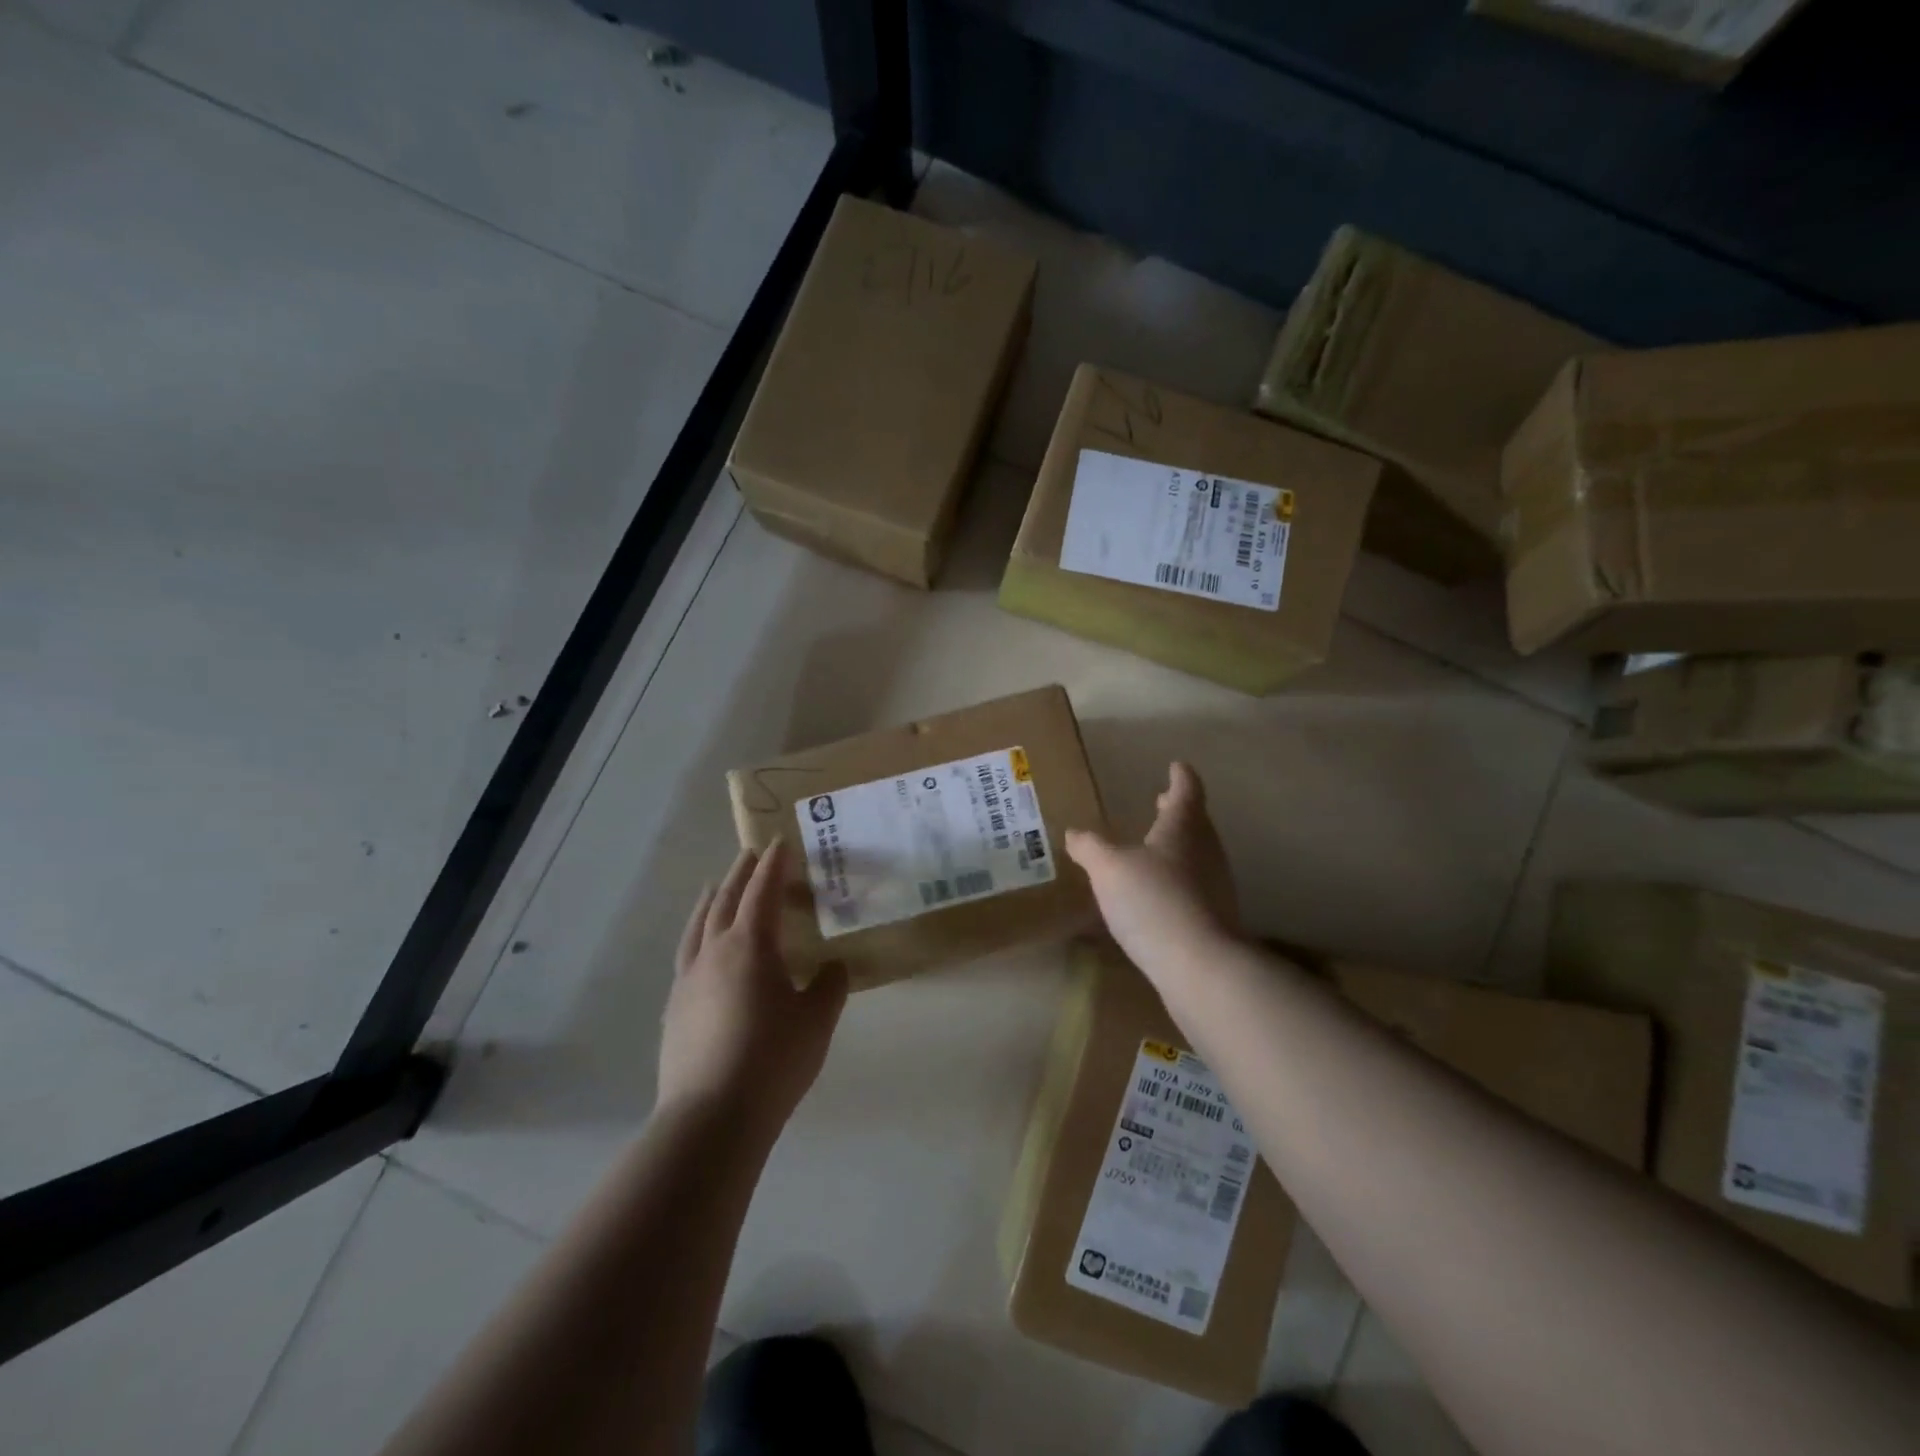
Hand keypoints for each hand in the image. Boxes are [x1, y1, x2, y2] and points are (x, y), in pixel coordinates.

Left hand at [657, 841, 846, 1139]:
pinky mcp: (674, 1008)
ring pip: (698, 925)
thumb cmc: (773, 1060)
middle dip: (740, 873)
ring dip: (711, 899)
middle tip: (751, 854)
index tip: (780, 842)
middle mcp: (714, 952)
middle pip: (725, 900)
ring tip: (715, 886)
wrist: (711, 1116)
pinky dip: (697, 935)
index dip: (773, 865)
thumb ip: (829, 986)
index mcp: (751, 945)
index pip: (762, 891)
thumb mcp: (817, 1020)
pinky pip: (686, 954)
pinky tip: (701, 949)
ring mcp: (688, 980)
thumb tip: (832, 967)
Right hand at [1065, 762, 1242, 986]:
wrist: (1199, 966)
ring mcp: (1215, 885)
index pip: (1187, 790)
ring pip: (1196, 853)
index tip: (1175, 766)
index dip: (1180, 776)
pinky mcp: (1214, 917)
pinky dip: (1177, 878)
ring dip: (1176, 845)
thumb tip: (1074, 832)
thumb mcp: (1108, 868)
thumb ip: (1090, 847)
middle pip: (1194, 821)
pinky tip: (1156, 892)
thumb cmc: (1153, 900)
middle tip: (1160, 802)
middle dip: (1177, 811)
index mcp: (1183, 827)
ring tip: (1152, 846)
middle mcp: (1206, 850)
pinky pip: (1194, 885)